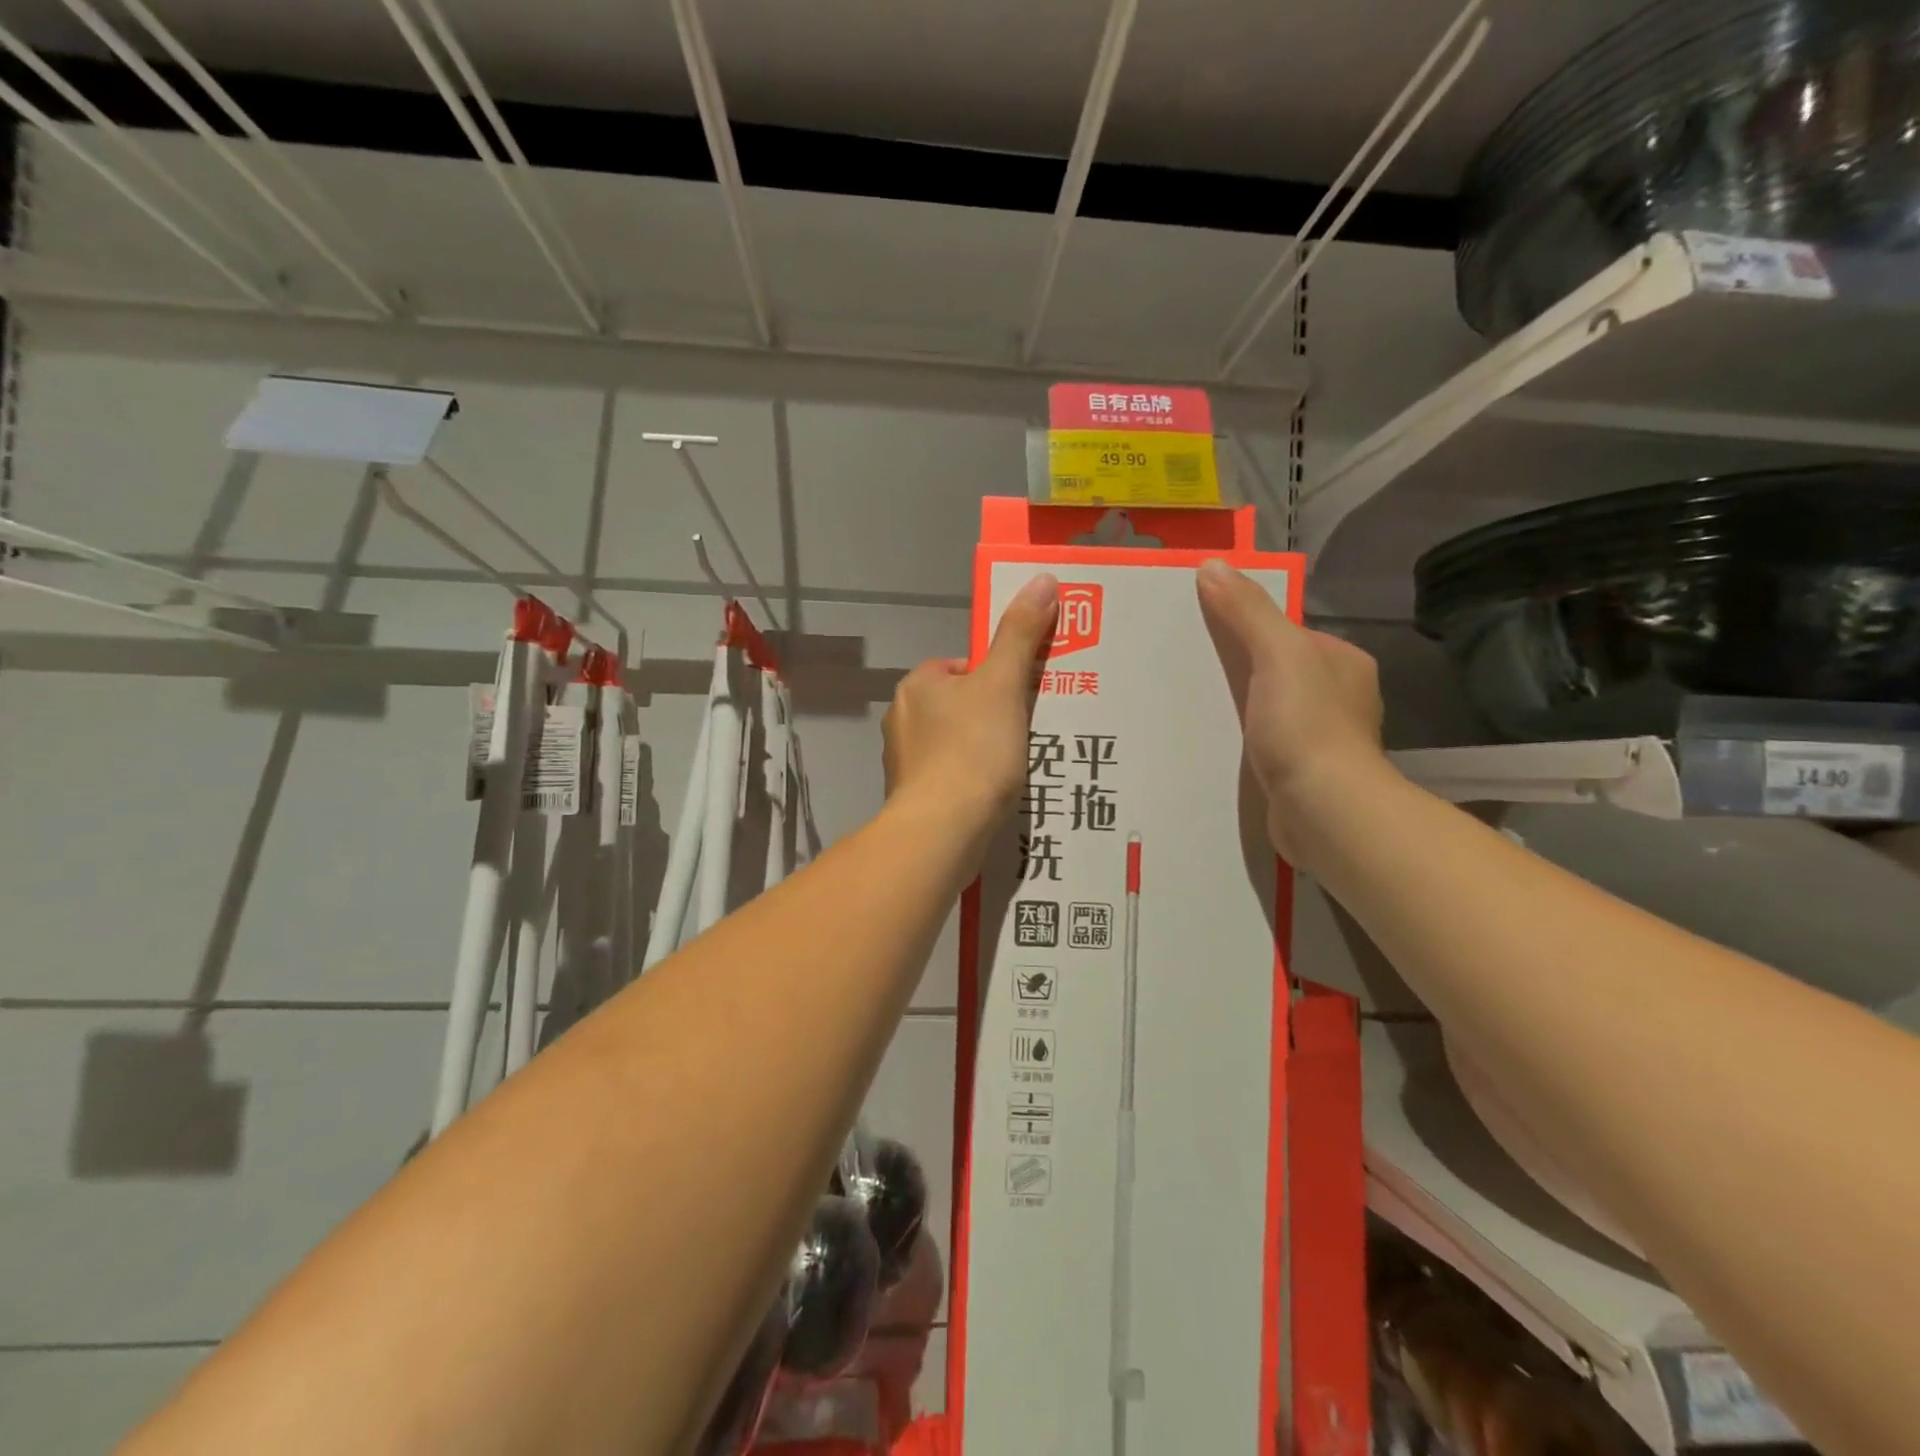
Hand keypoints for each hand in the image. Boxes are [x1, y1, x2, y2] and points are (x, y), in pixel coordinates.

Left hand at [882, 574, 1057, 844]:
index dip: (999, 679)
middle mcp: (902, 717)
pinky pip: (951, 775)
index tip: (1024, 700)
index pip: (965, 667)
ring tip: (1017, 767)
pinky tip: (995, 795)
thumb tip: (1042, 578)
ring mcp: (903, 760)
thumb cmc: (973, 750)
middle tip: (1029, 734)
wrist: (942, 830)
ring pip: (957, 742)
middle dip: (995, 717)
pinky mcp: (912, 796)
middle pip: (962, 705)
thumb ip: (1020, 634)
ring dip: (985, 751)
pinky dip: (972, 781)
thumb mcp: (1003, 684)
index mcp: (918, 684)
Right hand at [1196, 559, 1388, 863]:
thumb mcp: (1277, 654)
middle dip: (1234, 669)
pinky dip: (1235, 741)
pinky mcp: (1299, 774)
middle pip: (1273, 671)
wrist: (1323, 811)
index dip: (1245, 626)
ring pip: (1264, 710)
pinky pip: (1259, 744)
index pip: (1286, 632)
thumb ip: (1247, 611)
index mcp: (1343, 663)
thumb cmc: (1306, 725)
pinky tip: (1205, 743)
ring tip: (1184, 705)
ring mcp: (1319, 739)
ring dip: (1231, 708)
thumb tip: (1212, 566)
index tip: (1201, 629)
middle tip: (1183, 668)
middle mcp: (1338, 698)